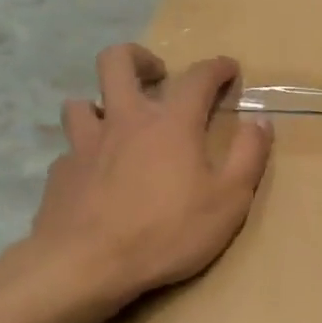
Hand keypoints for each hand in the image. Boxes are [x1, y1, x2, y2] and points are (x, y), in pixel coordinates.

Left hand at [25, 44, 272, 321]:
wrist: (86, 265)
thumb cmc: (168, 232)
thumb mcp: (229, 200)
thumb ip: (248, 155)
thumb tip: (261, 120)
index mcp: (171, 124)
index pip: (197, 77)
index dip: (216, 67)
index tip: (228, 68)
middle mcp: (125, 121)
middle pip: (116, 62)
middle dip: (139, 57)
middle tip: (156, 75)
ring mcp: (85, 144)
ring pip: (82, 102)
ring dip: (101, 104)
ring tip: (118, 124)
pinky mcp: (60, 173)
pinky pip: (71, 149)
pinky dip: (86, 153)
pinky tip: (95, 175)